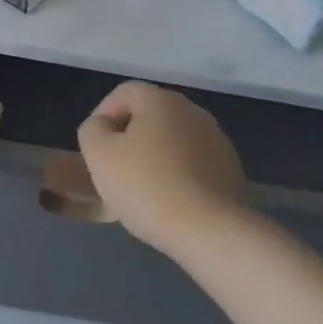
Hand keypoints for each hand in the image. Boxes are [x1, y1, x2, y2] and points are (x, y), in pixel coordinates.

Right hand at [76, 82, 247, 256]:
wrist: (207, 230)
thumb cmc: (146, 186)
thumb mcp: (99, 154)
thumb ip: (93, 130)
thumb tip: (103, 127)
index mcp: (161, 100)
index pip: (123, 93)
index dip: (102, 116)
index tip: (95, 149)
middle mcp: (192, 111)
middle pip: (150, 116)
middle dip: (128, 138)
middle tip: (115, 170)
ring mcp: (216, 139)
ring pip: (173, 140)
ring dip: (154, 156)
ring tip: (141, 189)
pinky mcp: (229, 168)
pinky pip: (193, 163)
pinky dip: (177, 174)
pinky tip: (170, 200)